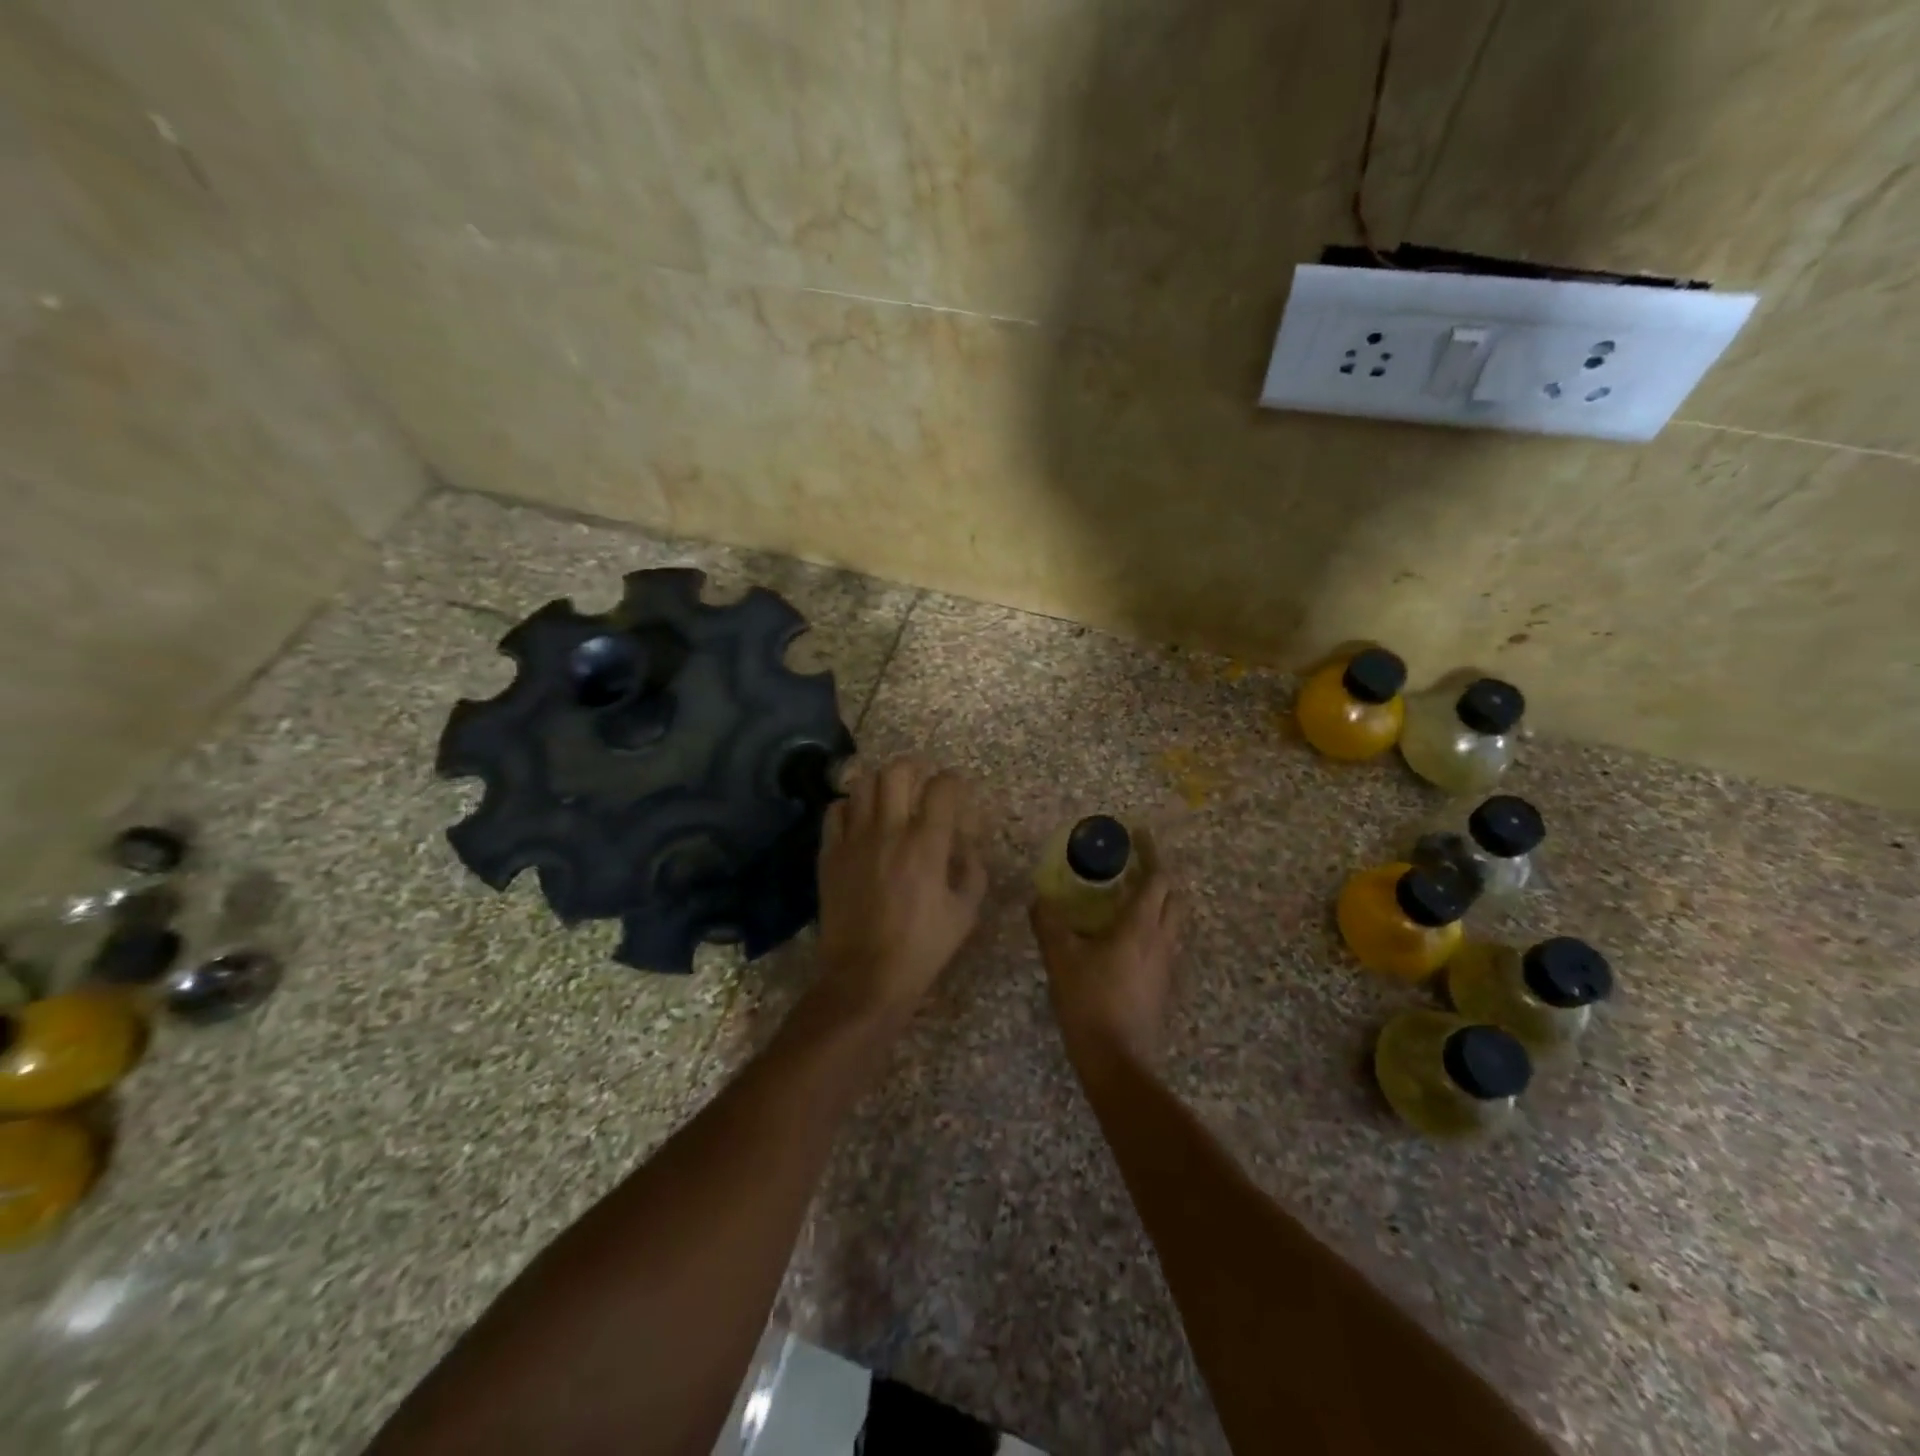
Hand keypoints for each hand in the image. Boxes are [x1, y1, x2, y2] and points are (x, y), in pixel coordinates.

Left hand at [812, 757, 987, 1027]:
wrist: (865, 977)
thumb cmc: (922, 948)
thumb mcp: (965, 913)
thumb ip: (972, 870)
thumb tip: (966, 845)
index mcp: (927, 844)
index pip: (942, 787)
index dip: (953, 781)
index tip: (956, 788)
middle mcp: (889, 831)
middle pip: (896, 771)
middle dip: (914, 768)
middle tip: (920, 781)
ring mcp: (854, 840)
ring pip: (862, 784)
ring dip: (880, 784)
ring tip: (888, 796)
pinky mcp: (829, 854)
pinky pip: (834, 811)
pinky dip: (849, 806)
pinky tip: (858, 820)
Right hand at [1031, 872, 1184, 1069]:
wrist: (1117, 1059)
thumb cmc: (1089, 1002)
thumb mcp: (1060, 959)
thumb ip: (1049, 924)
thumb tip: (1037, 898)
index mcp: (1140, 927)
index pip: (1158, 878)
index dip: (1151, 853)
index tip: (1139, 835)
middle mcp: (1162, 940)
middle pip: (1174, 897)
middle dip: (1158, 876)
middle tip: (1133, 867)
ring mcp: (1166, 965)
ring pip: (1173, 921)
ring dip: (1158, 902)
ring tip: (1129, 898)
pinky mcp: (1163, 985)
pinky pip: (1165, 943)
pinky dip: (1152, 928)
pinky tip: (1127, 939)